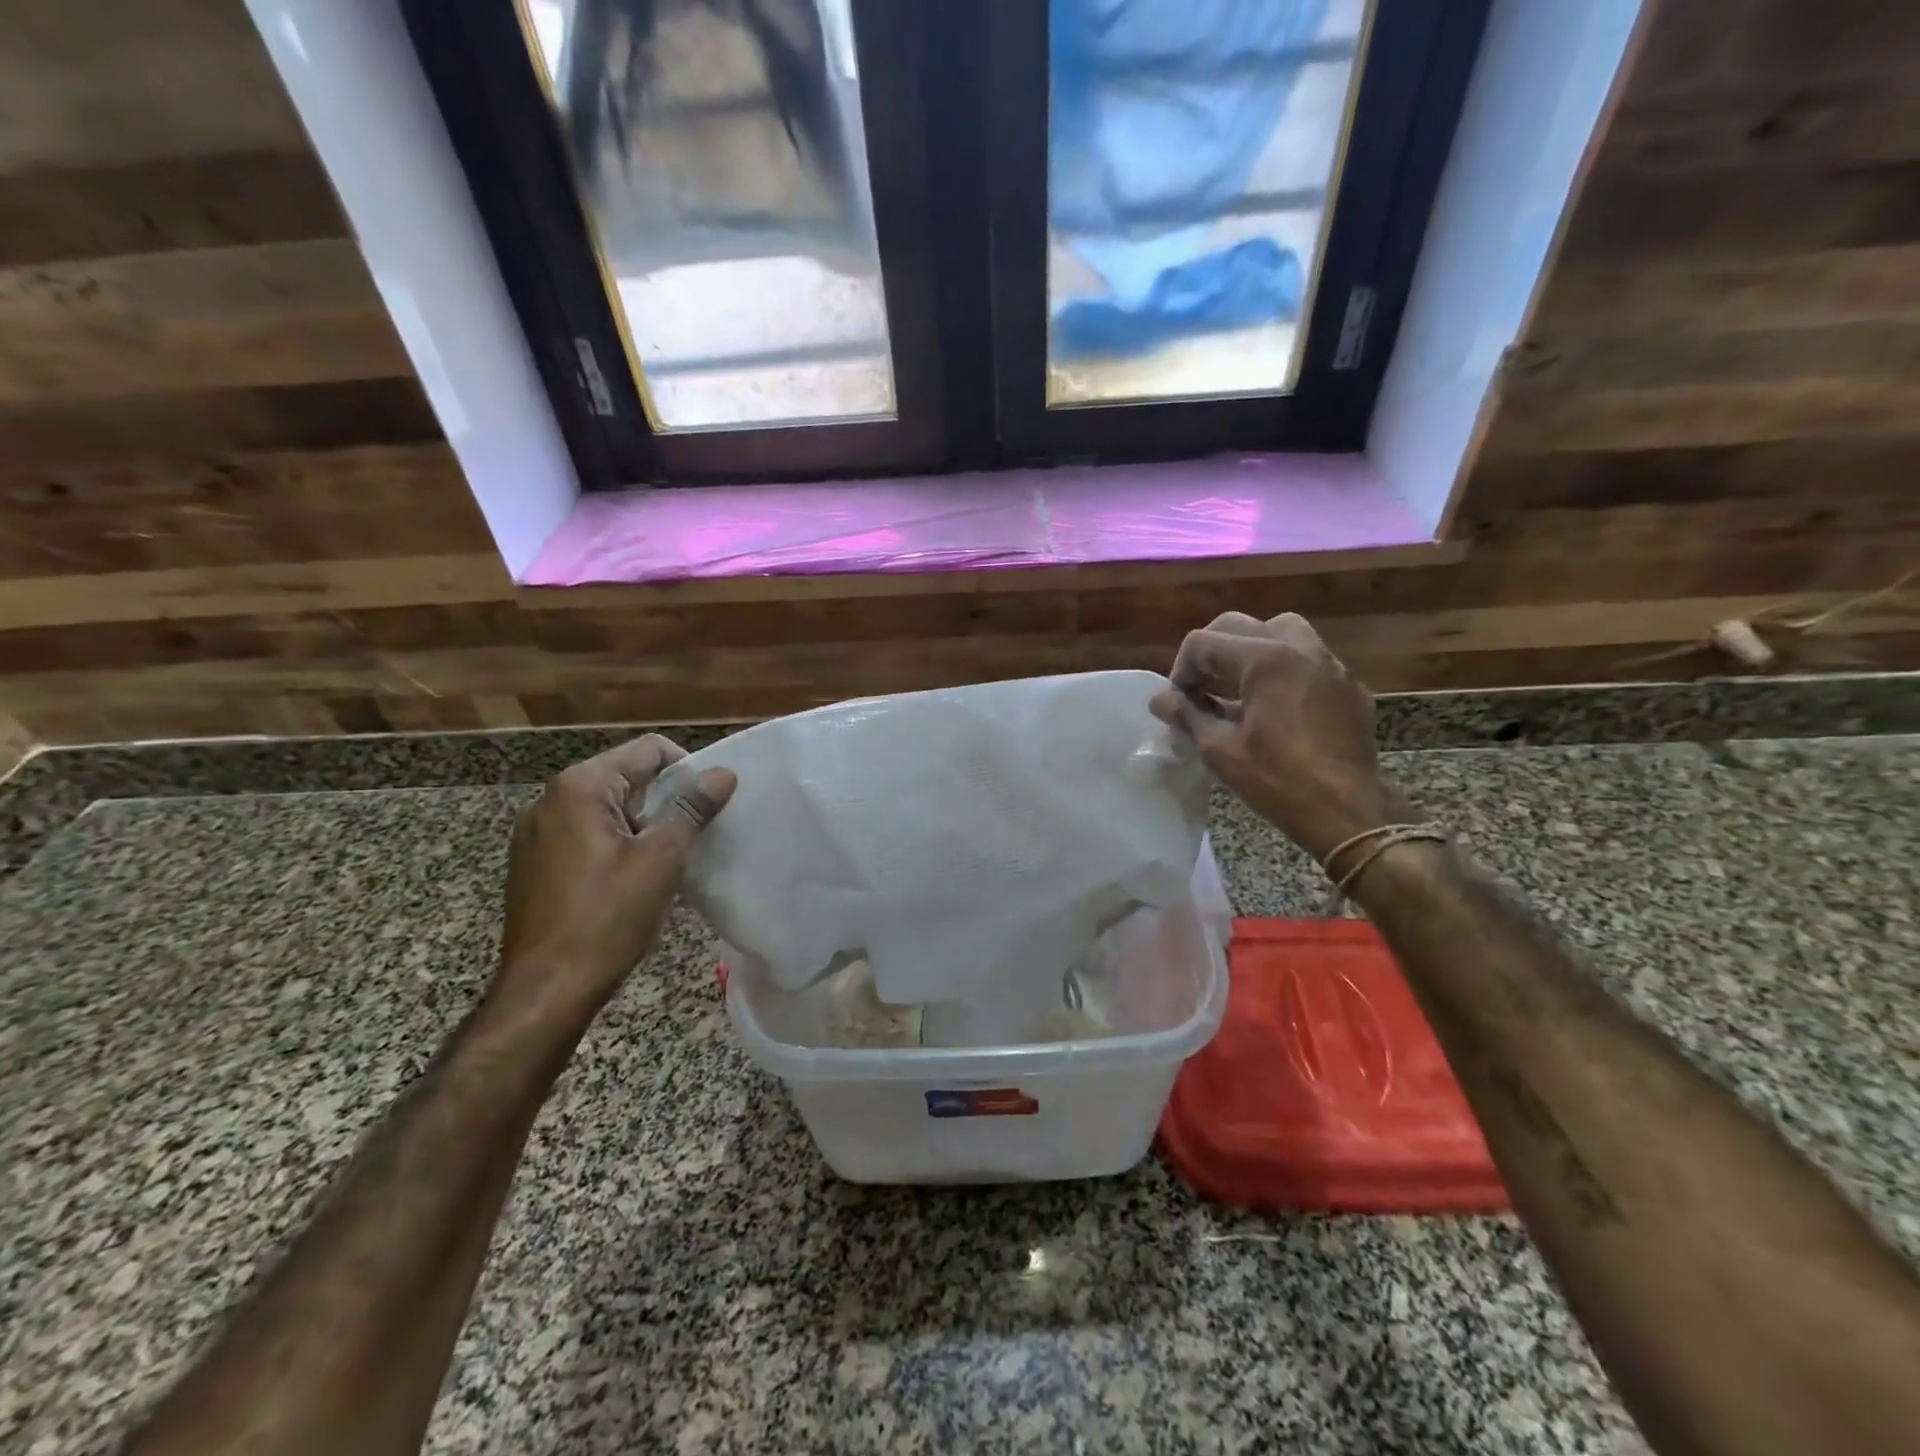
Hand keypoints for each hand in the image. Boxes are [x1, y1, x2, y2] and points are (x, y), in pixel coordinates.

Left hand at [491, 735, 736, 1026]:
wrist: (546, 990)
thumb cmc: (607, 918)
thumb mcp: (661, 859)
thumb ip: (692, 809)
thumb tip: (723, 774)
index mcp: (580, 787)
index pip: (648, 750)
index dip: (688, 769)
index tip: (709, 806)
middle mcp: (551, 799)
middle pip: (627, 776)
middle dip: (666, 799)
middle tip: (695, 835)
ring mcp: (537, 832)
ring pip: (609, 808)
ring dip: (645, 824)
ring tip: (669, 860)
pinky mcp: (535, 862)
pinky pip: (588, 834)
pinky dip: (619, 844)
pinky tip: (634, 880)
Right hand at [1151, 612, 1406, 861]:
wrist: (1348, 812)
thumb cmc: (1278, 781)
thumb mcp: (1220, 750)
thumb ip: (1187, 716)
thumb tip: (1160, 700)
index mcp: (1266, 659)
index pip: (1205, 642)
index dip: (1181, 670)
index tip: (1177, 703)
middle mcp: (1300, 649)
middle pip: (1240, 626)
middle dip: (1211, 654)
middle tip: (1199, 689)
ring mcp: (1330, 665)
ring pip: (1280, 632)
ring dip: (1250, 650)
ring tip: (1237, 687)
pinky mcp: (1348, 687)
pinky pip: (1308, 660)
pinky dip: (1282, 670)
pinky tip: (1274, 707)